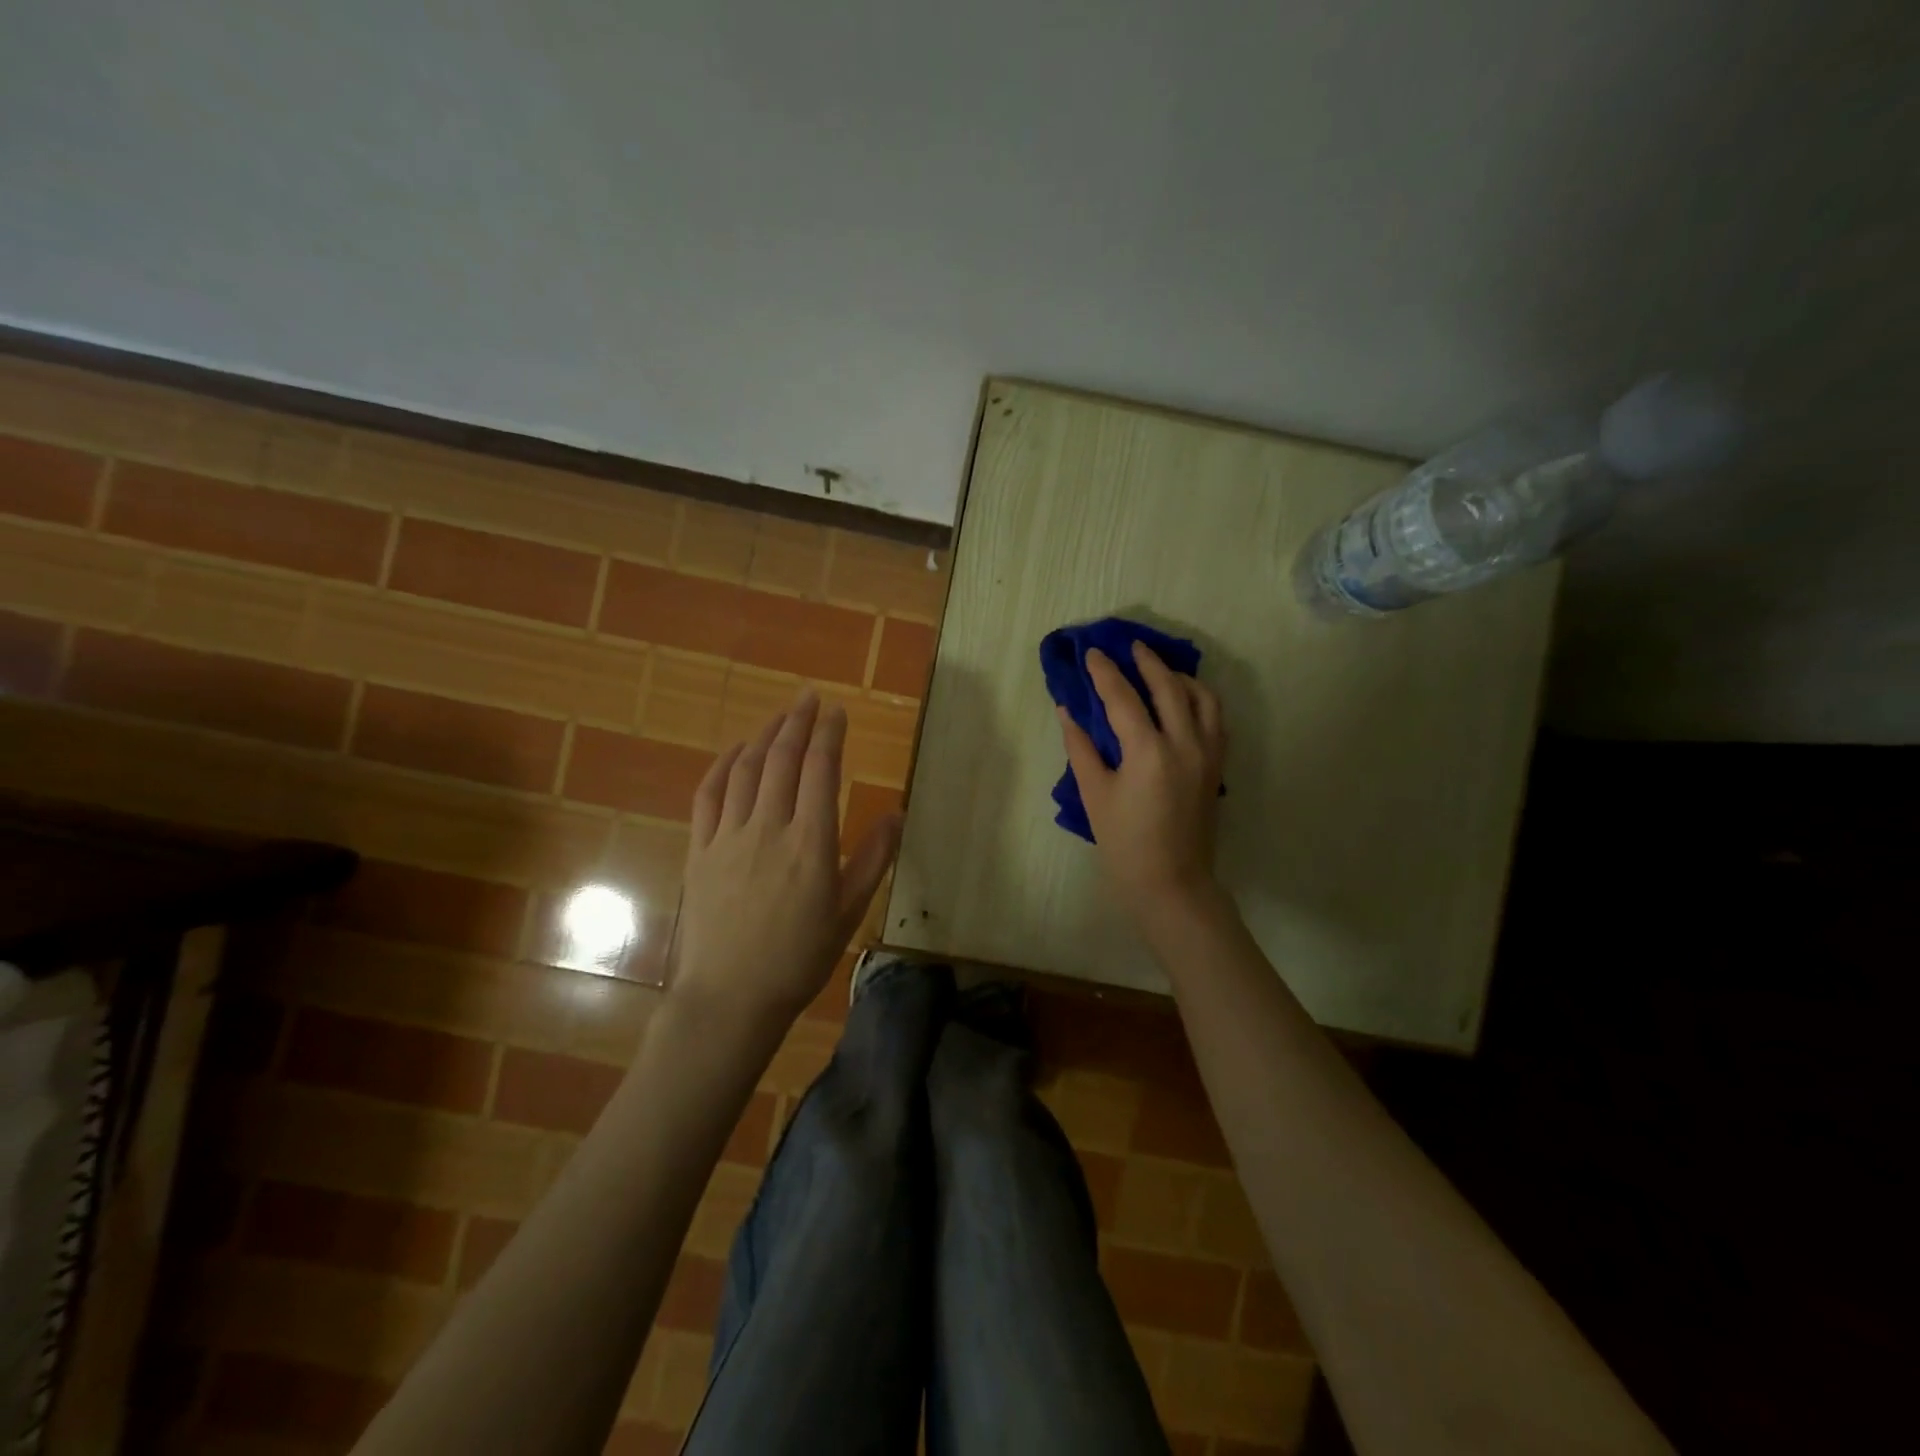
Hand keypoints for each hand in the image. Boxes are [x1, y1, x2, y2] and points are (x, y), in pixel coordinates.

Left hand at [671, 691, 900, 1027]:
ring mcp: (729, 836)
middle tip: (809, 698)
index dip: (830, 734)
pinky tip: (736, 751)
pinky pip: (709, 795)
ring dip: (764, 735)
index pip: (821, 770)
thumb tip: (896, 813)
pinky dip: (723, 765)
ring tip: (780, 716)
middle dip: (798, 721)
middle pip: (783, 759)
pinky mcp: (700, 849)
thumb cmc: (798, 959)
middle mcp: (769, 827)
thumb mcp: (849, 913)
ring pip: (747, 769)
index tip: (837, 711)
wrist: (730, 998)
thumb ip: (873, 859)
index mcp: (811, 842)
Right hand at [1057, 643, 1227, 910]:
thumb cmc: (1125, 843)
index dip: (1104, 673)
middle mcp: (1185, 743)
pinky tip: (1184, 700)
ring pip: (1202, 697)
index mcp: (1148, 751)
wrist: (1172, 882)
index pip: (1124, 697)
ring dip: (1180, 676)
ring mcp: (1208, 753)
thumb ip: (1081, 747)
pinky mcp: (1217, 766)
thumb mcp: (1094, 795)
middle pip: (1169, 686)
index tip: (1091, 653)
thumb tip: (1068, 710)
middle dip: (1147, 662)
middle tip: (1129, 646)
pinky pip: (1215, 718)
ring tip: (1160, 669)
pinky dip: (1200, 699)